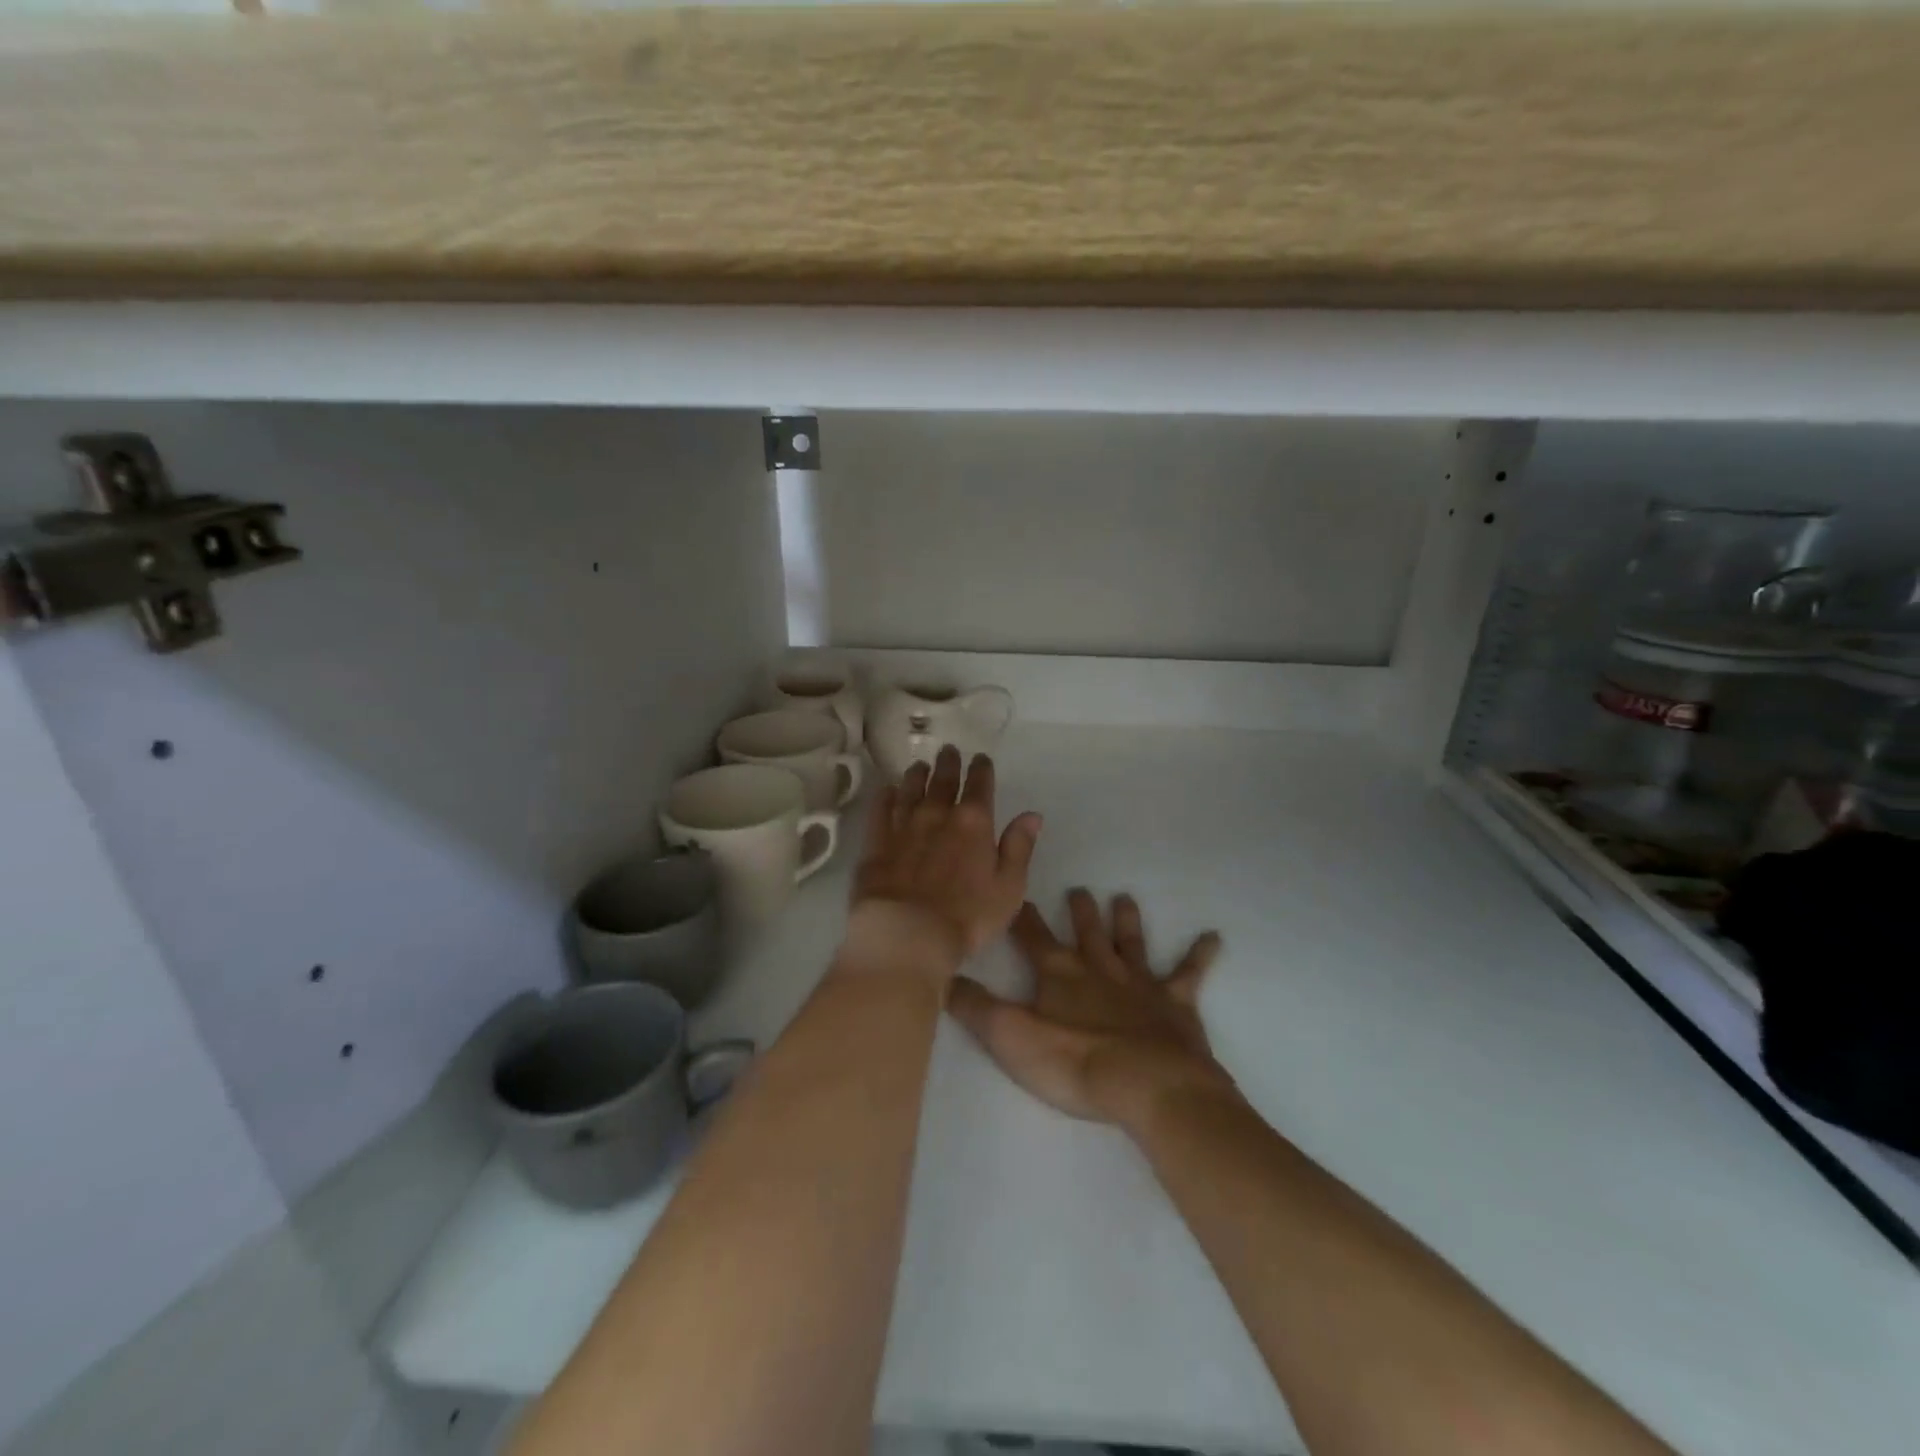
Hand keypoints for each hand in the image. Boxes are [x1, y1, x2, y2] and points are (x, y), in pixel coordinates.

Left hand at [850, 746, 1043, 966]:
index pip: (980, 786)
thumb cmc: (968, 916)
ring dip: (917, 776)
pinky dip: (885, 797)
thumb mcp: (1009, 887)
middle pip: (943, 781)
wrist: (907, 933)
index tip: (980, 758)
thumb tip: (1032, 814)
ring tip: (919, 766)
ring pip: (911, 791)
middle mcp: (938, 815)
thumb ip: (1019, 847)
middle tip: (948, 750)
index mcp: (974, 823)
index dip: (981, 769)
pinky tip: (887, 790)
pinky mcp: (877, 843)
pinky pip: (881, 812)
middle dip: (948, 764)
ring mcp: (904, 827)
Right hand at [948, 889, 1234, 1127]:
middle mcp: (1098, 968)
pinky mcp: (1175, 1004)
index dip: (1022, 916)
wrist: (1147, 1085)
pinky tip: (1214, 937)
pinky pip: (1189, 973)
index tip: (1015, 891)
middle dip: (1079, 911)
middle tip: (1078, 889)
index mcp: (1059, 973)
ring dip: (1126, 921)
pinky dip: (1200, 955)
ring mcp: (1140, 983)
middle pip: (1085, 933)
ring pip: (1131, 943)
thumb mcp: (1010, 1037)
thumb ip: (974, 1007)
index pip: (1033, 937)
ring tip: (1124, 897)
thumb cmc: (1075, 1061)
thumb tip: (941, 975)